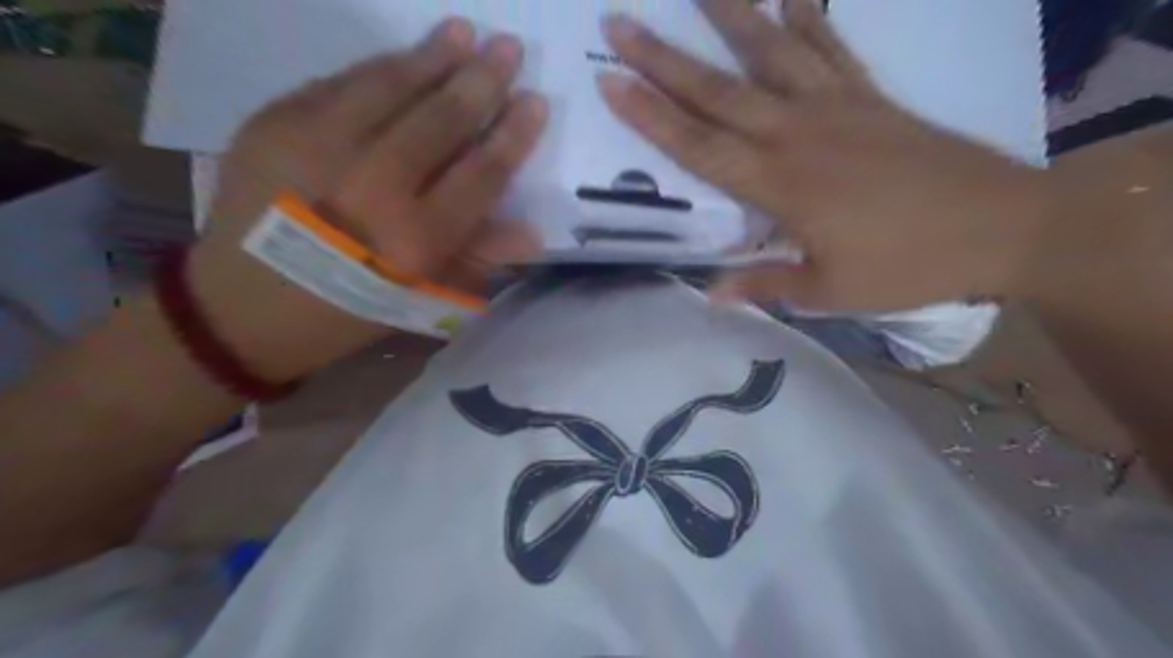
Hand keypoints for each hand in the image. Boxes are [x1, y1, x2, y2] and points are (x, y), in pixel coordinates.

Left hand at [185, 20, 547, 383]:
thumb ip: (477, 259)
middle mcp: (373, 187)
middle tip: (509, 48)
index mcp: (417, 239)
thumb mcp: (422, 300)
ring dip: (433, 56)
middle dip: (482, 81)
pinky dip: (379, 68)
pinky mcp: (274, 124)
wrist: (244, 306)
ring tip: (463, 32)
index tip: (535, 101)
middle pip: (442, 120)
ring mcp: (318, 147)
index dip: (513, 135)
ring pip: (391, 87)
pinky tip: (405, 56)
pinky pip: (340, 83)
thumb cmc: (349, 309)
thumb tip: (533, 231)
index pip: (481, 173)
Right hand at [599, 0, 1048, 310]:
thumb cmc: (907, 267)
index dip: (650, 116)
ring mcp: (835, 106)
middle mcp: (798, 134)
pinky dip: (808, 14)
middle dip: (661, 59)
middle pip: (717, 91)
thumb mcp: (828, 292)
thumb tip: (709, 292)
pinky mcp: (869, 95)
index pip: (698, 146)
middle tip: (617, 24)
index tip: (609, 82)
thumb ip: (764, 285)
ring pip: (768, 54)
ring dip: (728, 17)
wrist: (1001, 227)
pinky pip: (830, 46)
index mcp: (780, 186)